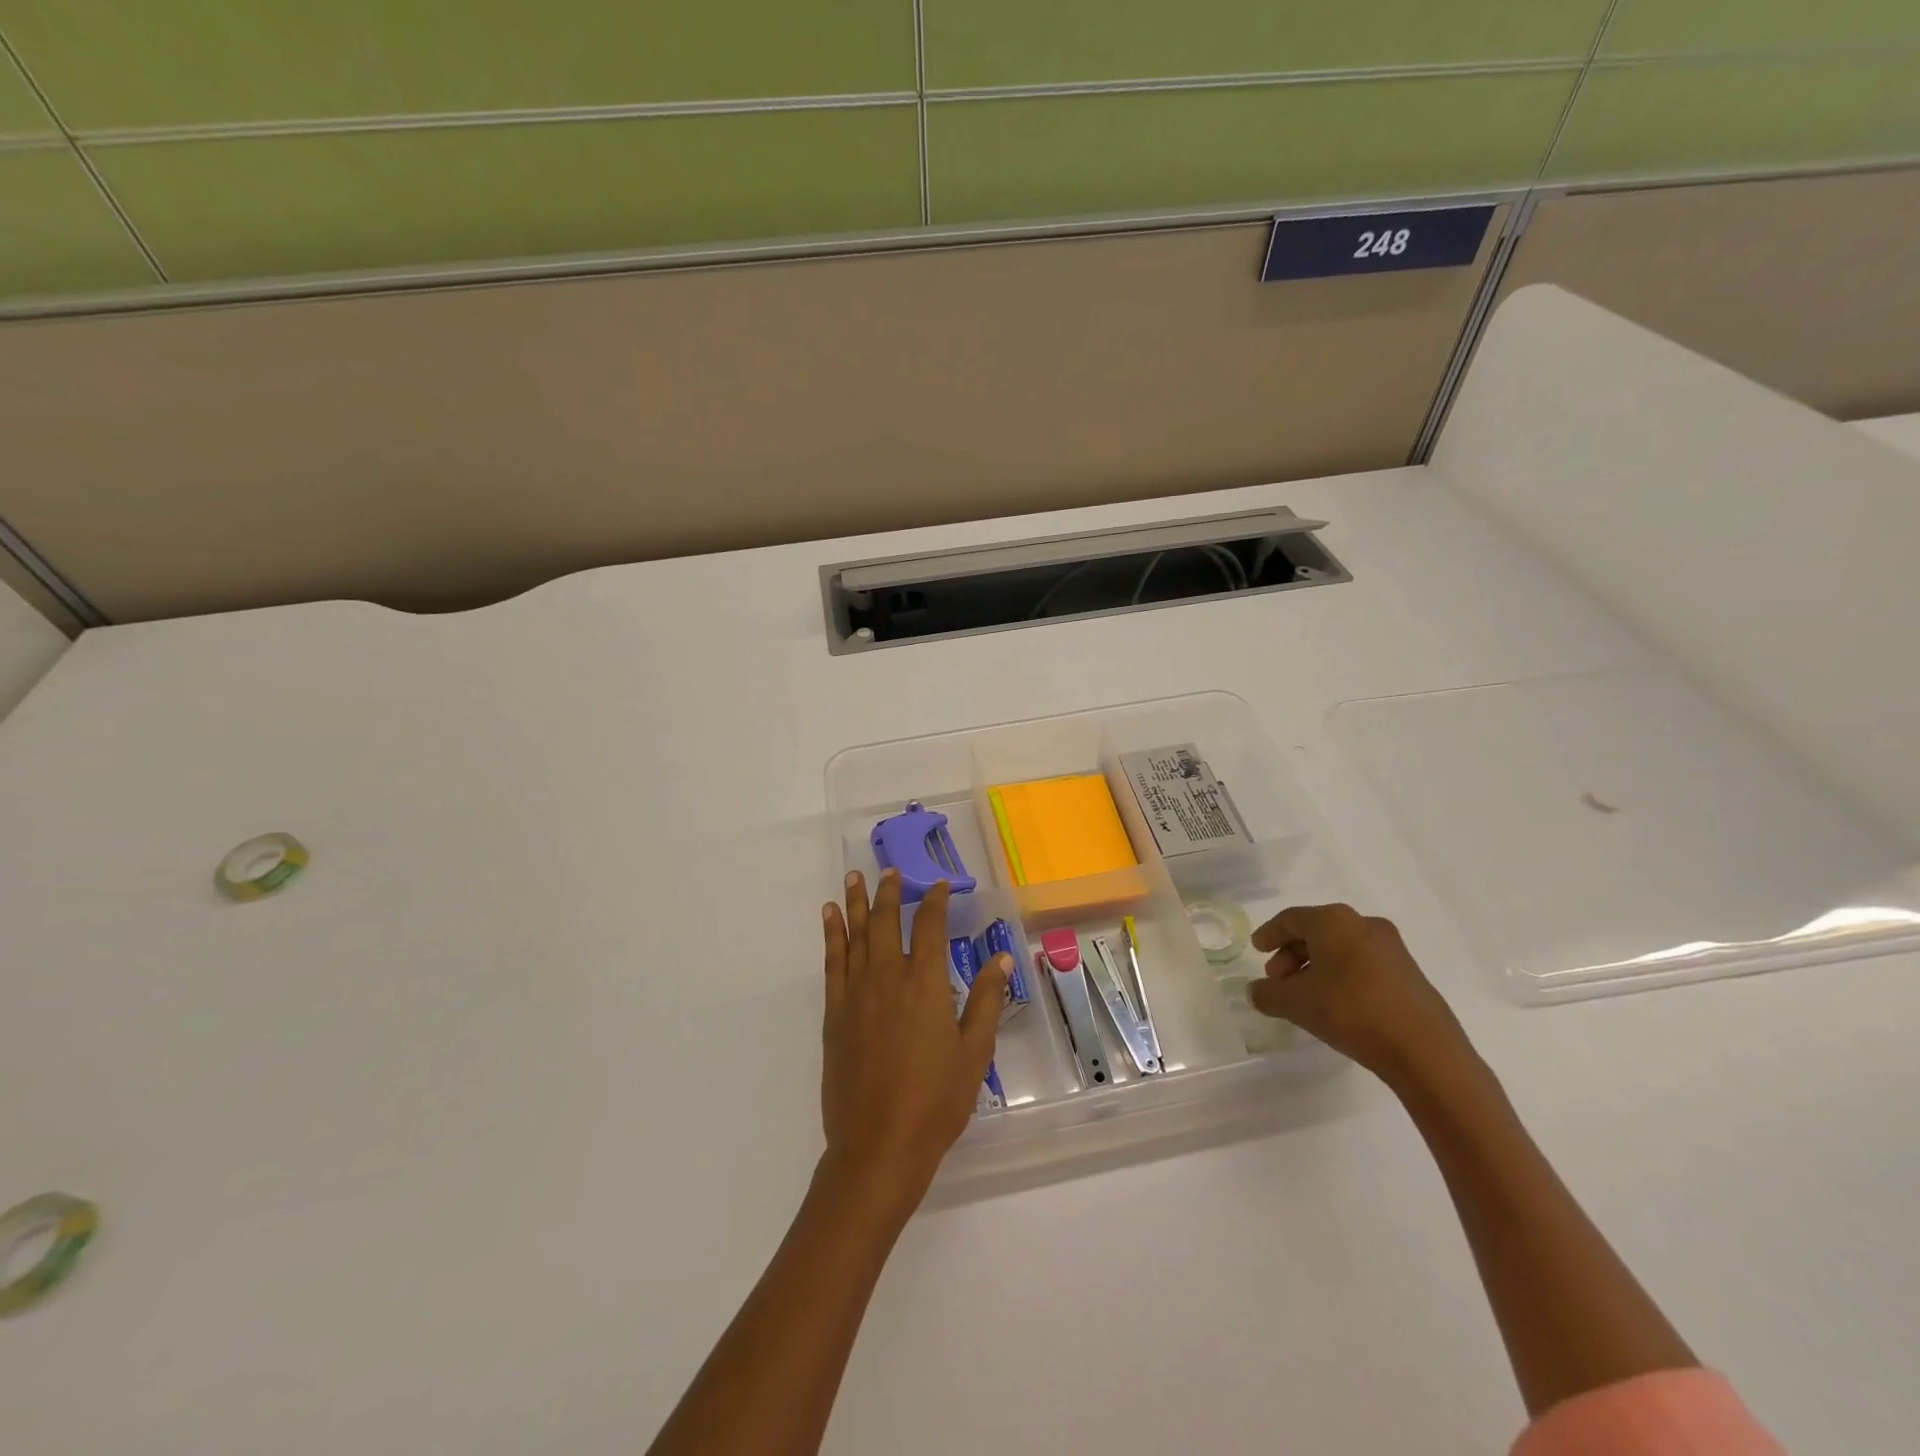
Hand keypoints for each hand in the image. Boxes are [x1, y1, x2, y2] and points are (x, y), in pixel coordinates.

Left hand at [819, 871, 1008, 1208]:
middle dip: (890, 892)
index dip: (935, 901)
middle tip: (892, 871)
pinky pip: (832, 962)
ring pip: (855, 934)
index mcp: (925, 984)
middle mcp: (887, 977)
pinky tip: (830, 918)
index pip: (929, 927)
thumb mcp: (974, 1052)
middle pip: (885, 921)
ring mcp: (856, 993)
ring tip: (854, 876)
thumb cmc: (935, 1101)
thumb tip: (1001, 958)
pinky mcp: (835, 1013)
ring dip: (855, 902)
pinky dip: (831, 935)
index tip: (939, 885)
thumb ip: (986, 1000)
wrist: (878, 1144)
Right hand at [1248, 903, 1472, 1088]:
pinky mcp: (1409, 973)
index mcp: (1334, 921)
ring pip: (1341, 948)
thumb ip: (1267, 994)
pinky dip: (1341, 976)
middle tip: (1278, 980)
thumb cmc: (1351, 1011)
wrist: (1425, 1050)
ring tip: (1304, 996)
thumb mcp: (1296, 1003)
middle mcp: (1364, 924)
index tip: (1257, 949)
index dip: (1270, 933)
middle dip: (1292, 954)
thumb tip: (1256, 991)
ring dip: (1316, 967)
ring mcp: (1392, 948)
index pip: (1291, 919)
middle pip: (1317, 931)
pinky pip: (1363, 964)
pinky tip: (1335, 1004)